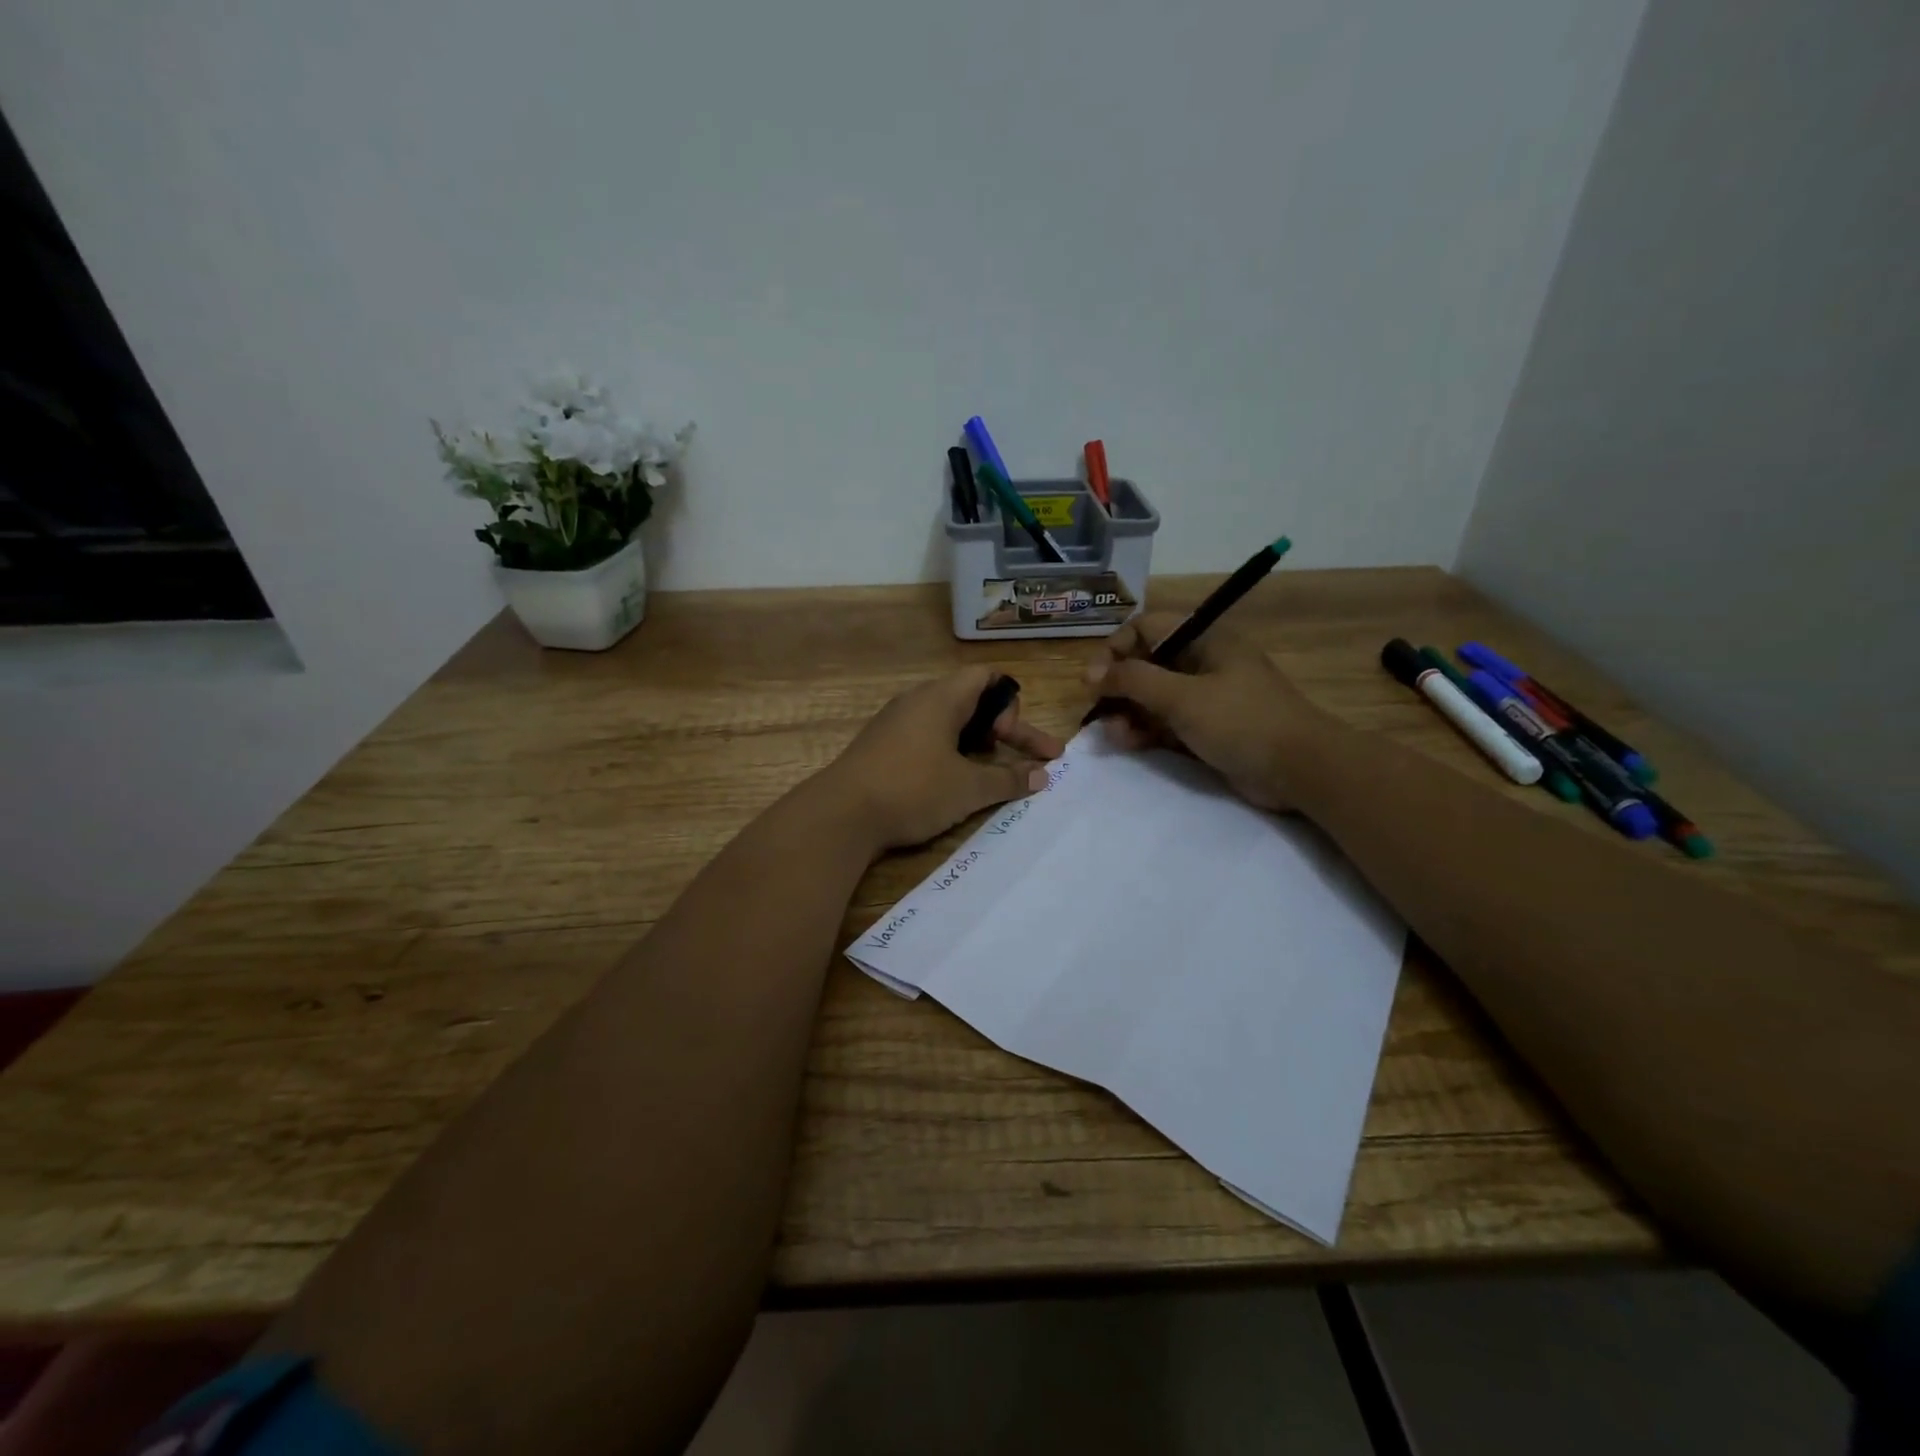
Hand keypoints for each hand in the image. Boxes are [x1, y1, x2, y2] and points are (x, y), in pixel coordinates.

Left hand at [821, 667, 1064, 850]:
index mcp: (941, 698)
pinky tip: (951, 783)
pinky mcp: (881, 746)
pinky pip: (926, 738)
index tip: (1012, 740)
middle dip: (1003, 730)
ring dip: (976, 744)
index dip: (1010, 704)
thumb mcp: (968, 788)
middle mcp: (917, 701)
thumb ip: (1009, 779)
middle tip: (1025, 761)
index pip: (986, 676)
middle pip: (971, 701)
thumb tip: (1043, 775)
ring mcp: (895, 723)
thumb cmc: (912, 790)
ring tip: (990, 773)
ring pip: (948, 722)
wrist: (840, 815)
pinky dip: (949, 754)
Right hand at [1084, 614, 1331, 811]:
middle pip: (1147, 664)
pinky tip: (1130, 744)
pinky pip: (1167, 723)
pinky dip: (1147, 731)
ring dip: (1129, 713)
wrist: (1300, 769)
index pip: (1147, 628)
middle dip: (1120, 687)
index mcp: (1205, 640)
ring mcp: (1207, 697)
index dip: (1116, 648)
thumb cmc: (1241, 721)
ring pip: (1154, 697)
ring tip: (1115, 736)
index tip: (1094, 679)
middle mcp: (1203, 663)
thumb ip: (1133, 681)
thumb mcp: (1182, 697)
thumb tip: (1091, 673)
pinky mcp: (1209, 729)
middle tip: (1099, 712)